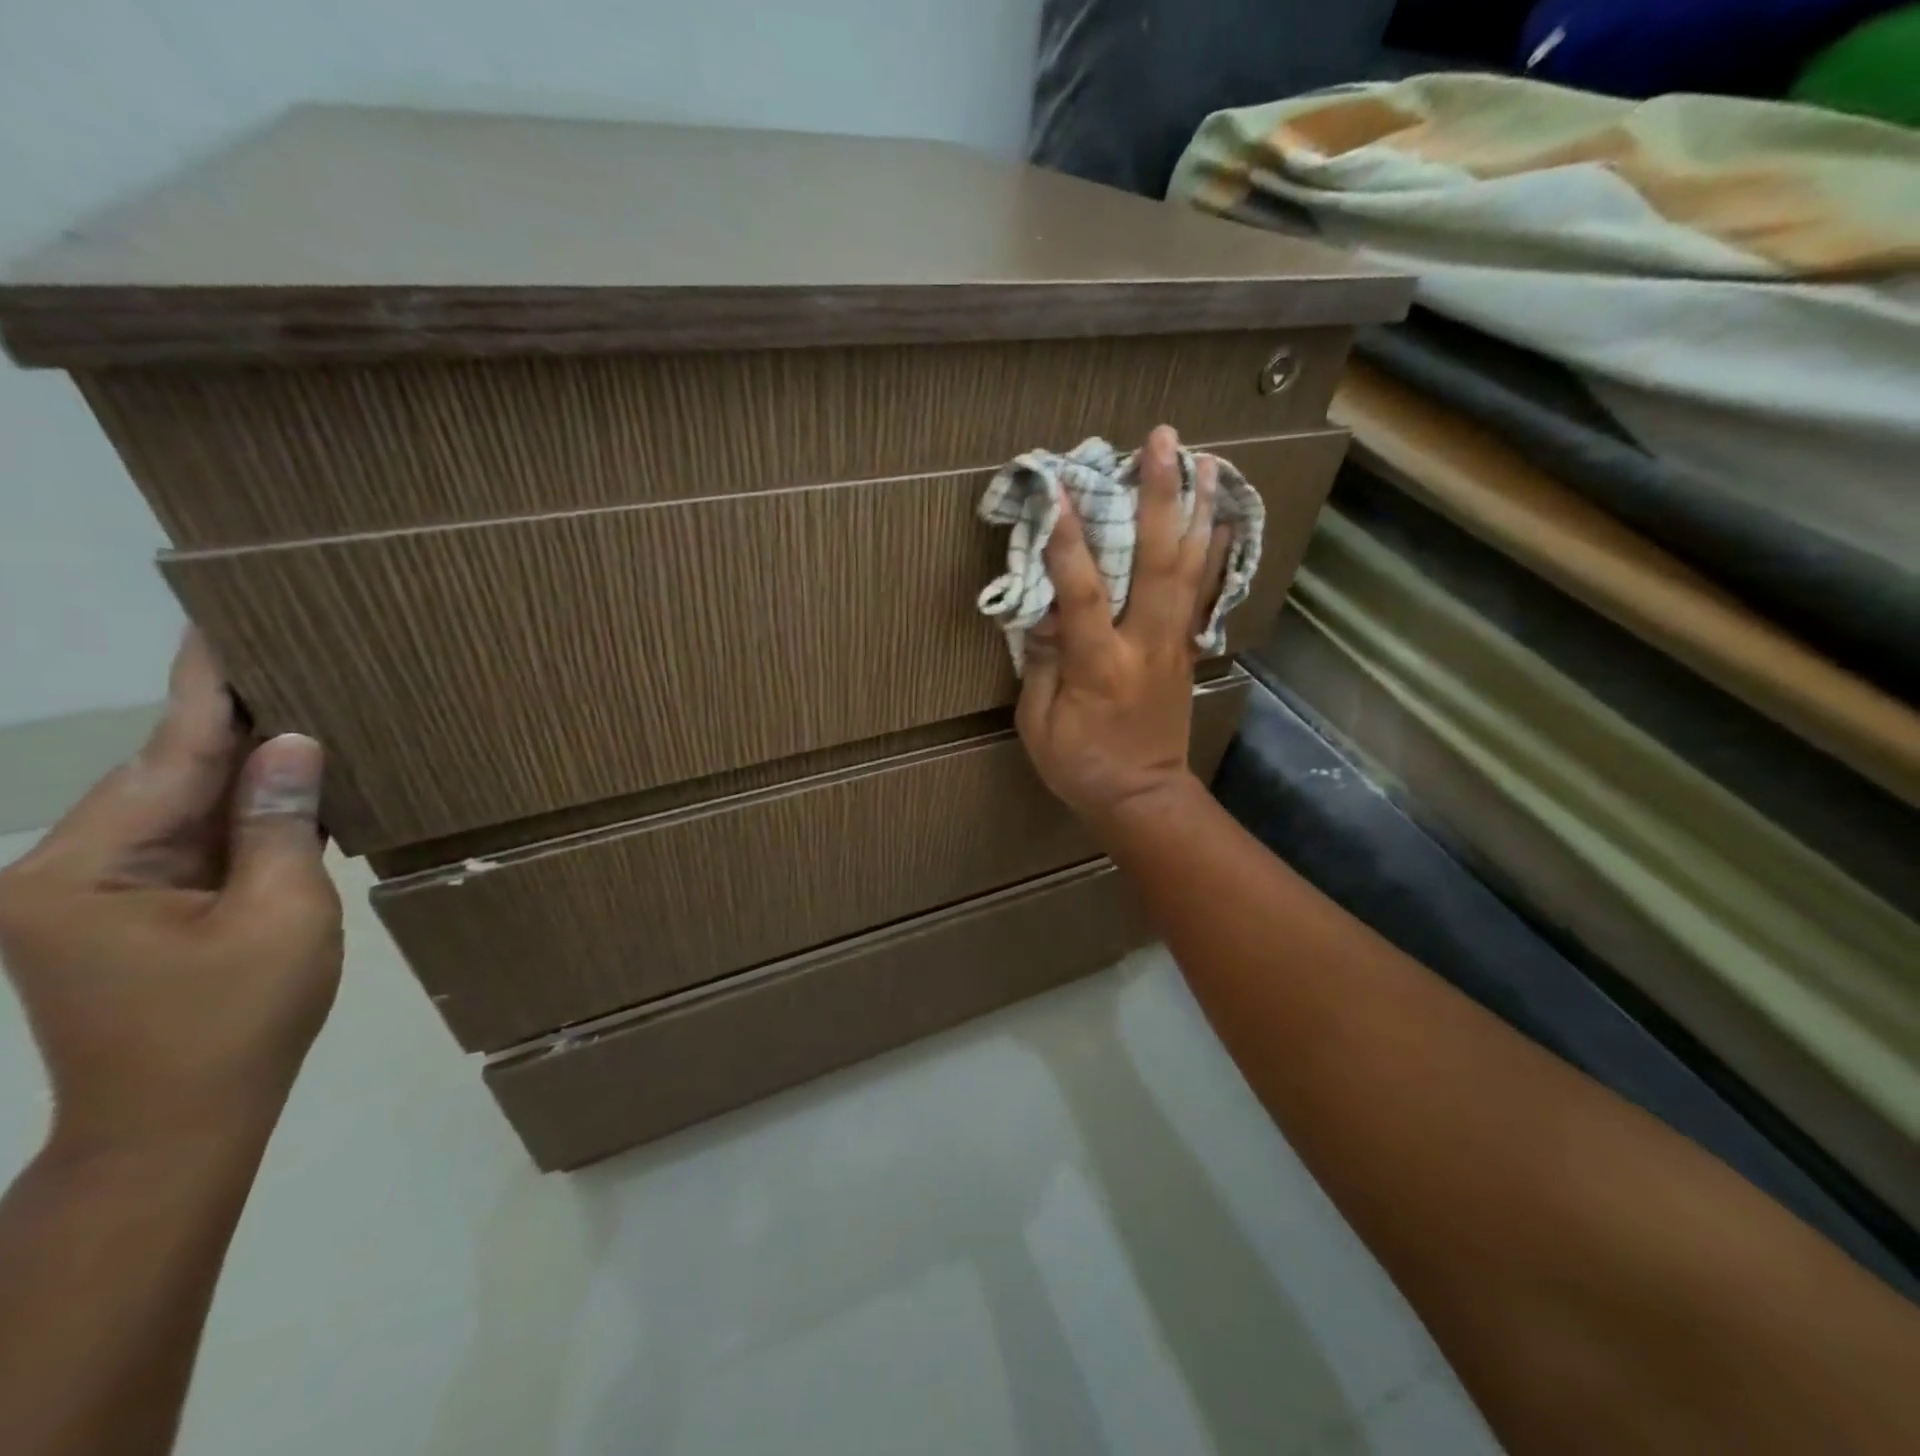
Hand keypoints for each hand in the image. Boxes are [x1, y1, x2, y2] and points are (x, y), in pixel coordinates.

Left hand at [0, 631, 341, 1157]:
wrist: (178, 1124)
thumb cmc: (236, 1022)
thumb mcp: (282, 916)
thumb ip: (283, 825)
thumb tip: (293, 743)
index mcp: (83, 869)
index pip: (167, 756)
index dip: (207, 689)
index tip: (224, 624)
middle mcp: (61, 868)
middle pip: (166, 776)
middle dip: (234, 725)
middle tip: (294, 661)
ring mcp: (83, 891)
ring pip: (177, 806)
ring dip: (242, 771)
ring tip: (301, 712)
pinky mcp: (113, 909)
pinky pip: (184, 840)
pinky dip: (236, 815)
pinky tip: (284, 786)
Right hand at [1017, 425, 1228, 829]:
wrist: (1143, 797)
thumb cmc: (1081, 765)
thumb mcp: (1038, 725)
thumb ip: (1042, 663)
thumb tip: (1046, 610)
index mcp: (1100, 666)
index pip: (1084, 595)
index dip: (1071, 541)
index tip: (1062, 488)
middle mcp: (1145, 644)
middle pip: (1158, 563)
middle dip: (1160, 498)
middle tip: (1163, 442)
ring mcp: (1173, 644)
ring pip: (1191, 568)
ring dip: (1197, 510)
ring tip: (1205, 459)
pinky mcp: (1186, 650)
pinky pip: (1204, 592)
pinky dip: (1215, 551)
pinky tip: (1222, 517)